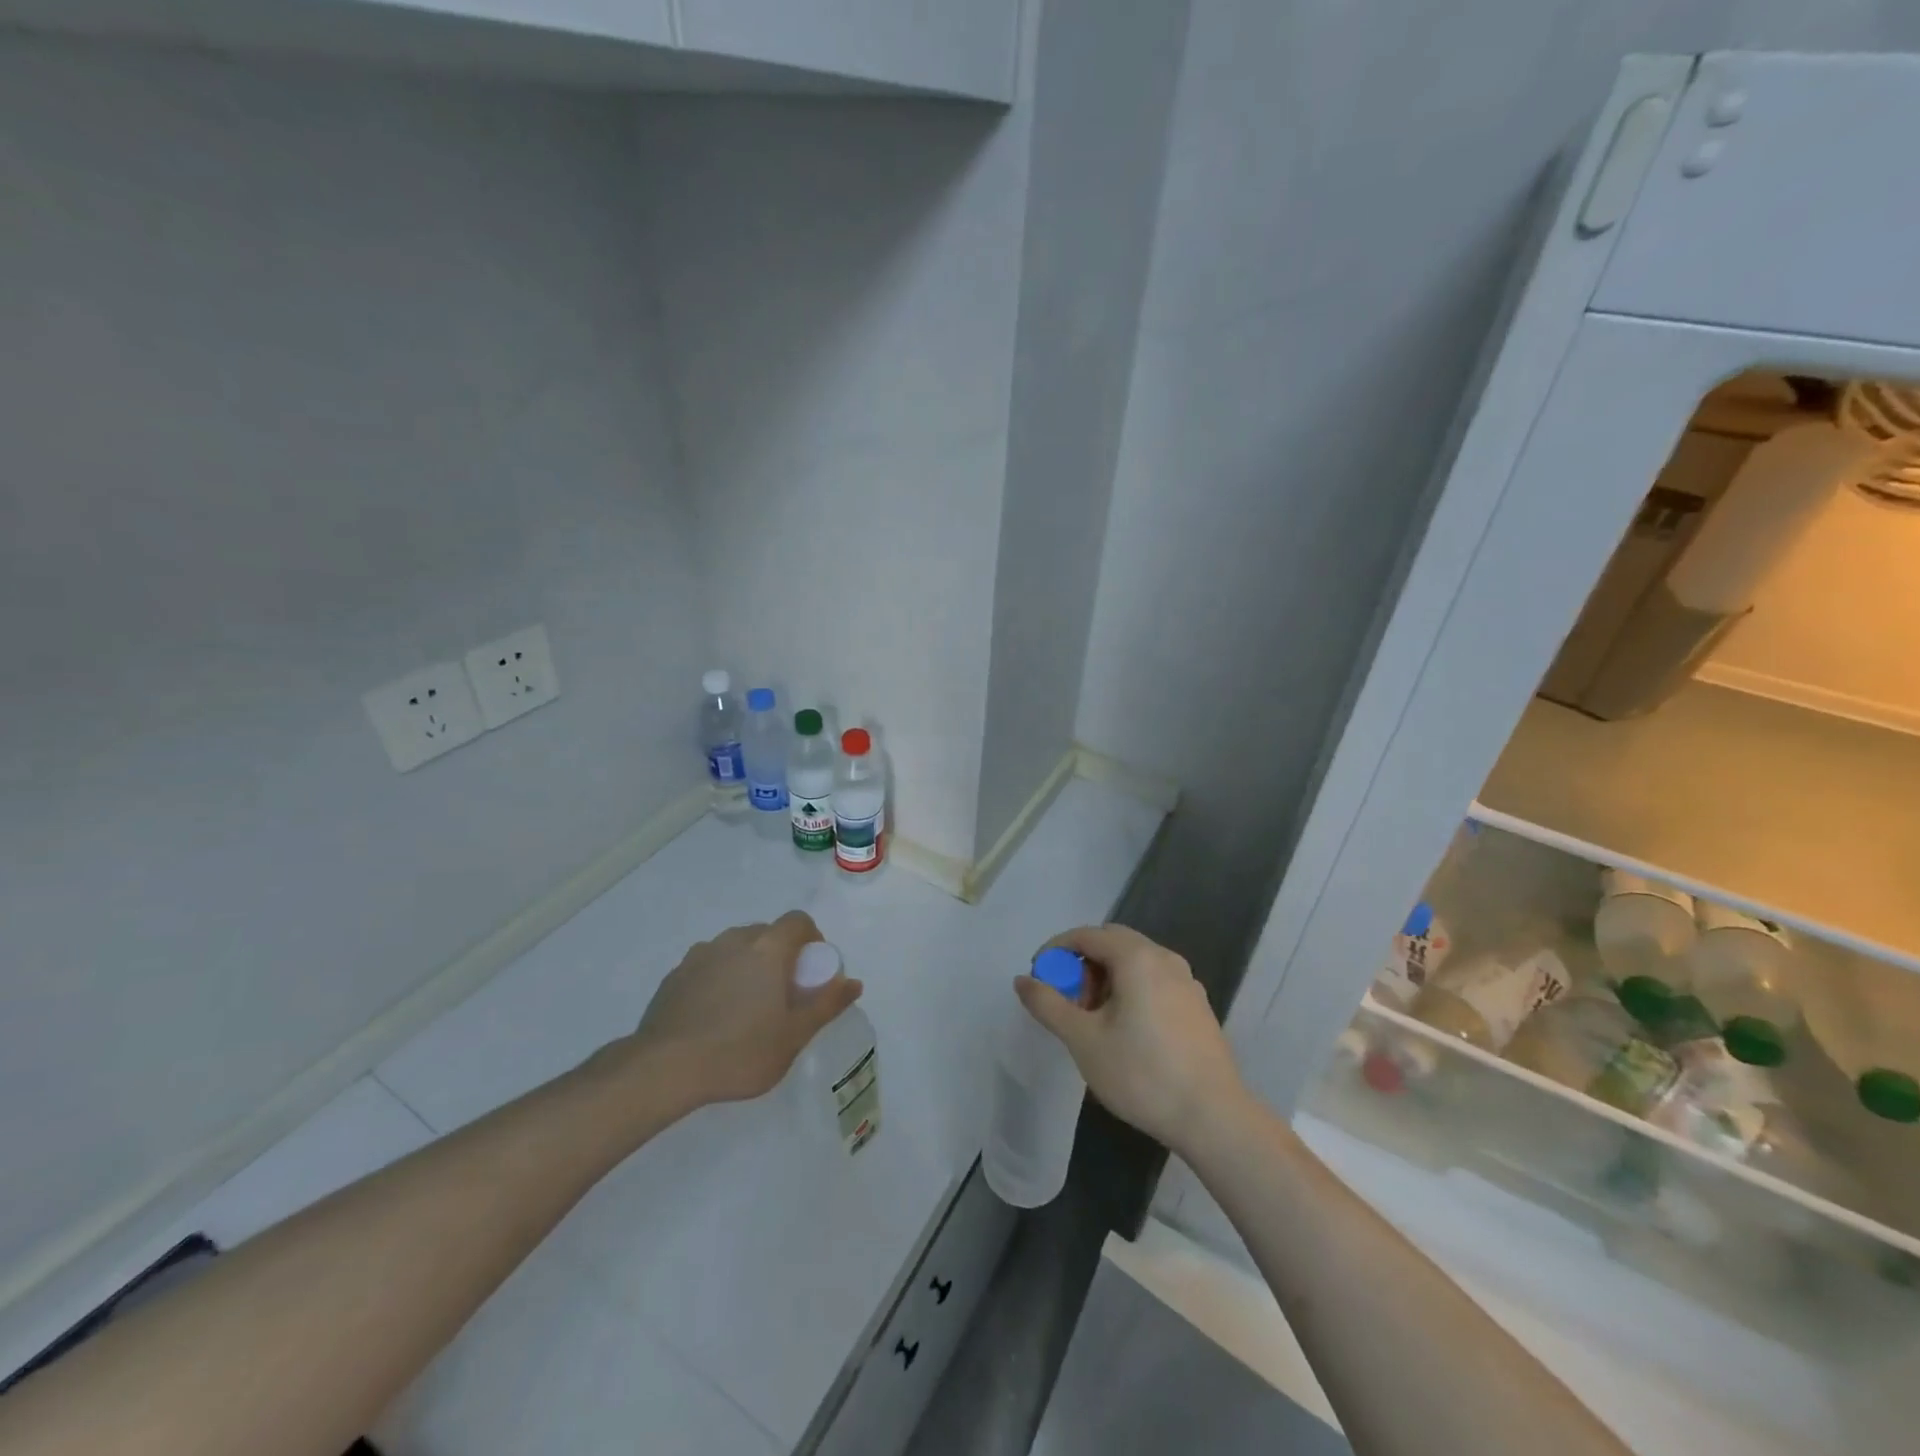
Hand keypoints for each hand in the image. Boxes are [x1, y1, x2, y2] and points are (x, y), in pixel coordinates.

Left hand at [620, 910, 861, 1107]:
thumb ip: (826, 1004)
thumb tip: (854, 983)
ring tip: (745, 1007)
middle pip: (766, 933)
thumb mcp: (794, 1036)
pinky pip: (708, 965)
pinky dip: (719, 979)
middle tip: (781, 995)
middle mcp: (735, 940)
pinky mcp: (675, 974)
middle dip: (779, 955)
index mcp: (768, 948)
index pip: (798, 921)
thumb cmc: (740, 1051)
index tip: (810, 972)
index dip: (811, 939)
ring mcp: (700, 954)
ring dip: (747, 965)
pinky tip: (713, 1016)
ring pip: (735, 948)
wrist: (664, 1069)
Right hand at [1014, 924, 1245, 1152]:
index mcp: (1137, 957)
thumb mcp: (1083, 1039)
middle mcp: (1164, 958)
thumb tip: (1022, 980)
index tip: (1039, 979)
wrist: (1213, 1117)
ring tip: (1093, 1020)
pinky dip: (1130, 989)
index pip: (1086, 935)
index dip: (1056, 951)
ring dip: (1106, 978)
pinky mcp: (1197, 1005)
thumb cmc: (1142, 1073)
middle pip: (1112, 942)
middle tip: (1067, 1001)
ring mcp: (1186, 981)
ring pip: (1135, 961)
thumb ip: (1048, 1004)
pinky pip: (1154, 980)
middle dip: (1082, 964)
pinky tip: (1125, 1031)